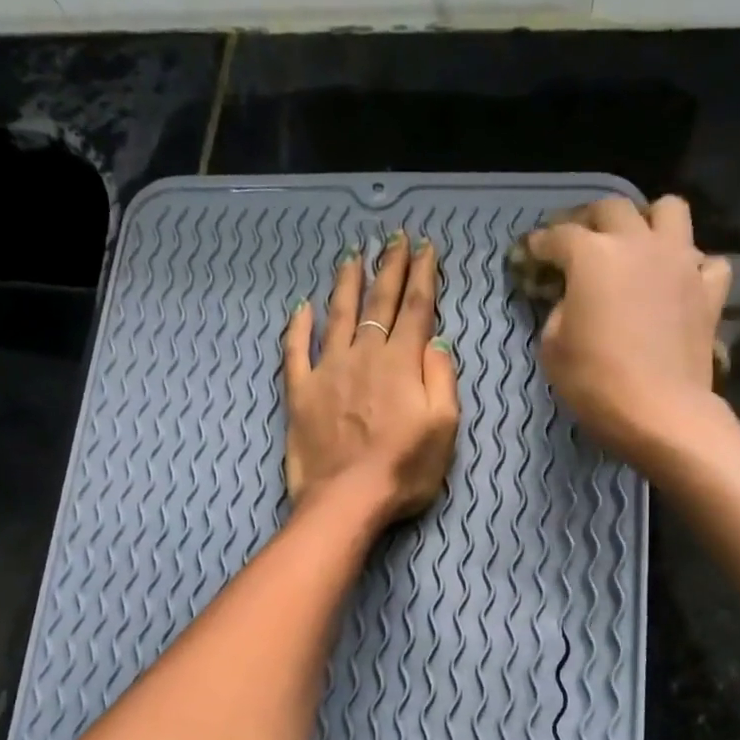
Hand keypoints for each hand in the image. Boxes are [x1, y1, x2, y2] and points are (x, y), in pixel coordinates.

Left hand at [283, 231, 458, 523]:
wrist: (346, 500)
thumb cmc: (403, 471)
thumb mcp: (444, 428)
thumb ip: (441, 377)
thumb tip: (435, 339)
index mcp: (401, 363)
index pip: (415, 308)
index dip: (423, 275)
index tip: (426, 247)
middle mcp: (363, 356)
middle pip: (379, 303)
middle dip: (389, 267)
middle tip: (394, 238)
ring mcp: (328, 371)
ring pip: (338, 316)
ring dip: (347, 284)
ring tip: (352, 257)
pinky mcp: (300, 393)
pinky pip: (296, 351)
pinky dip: (298, 327)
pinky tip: (300, 308)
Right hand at [523, 196, 733, 471]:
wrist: (661, 412)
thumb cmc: (595, 382)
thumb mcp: (553, 349)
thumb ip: (558, 312)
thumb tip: (570, 300)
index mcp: (593, 256)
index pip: (559, 236)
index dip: (540, 243)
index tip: (530, 253)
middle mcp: (639, 244)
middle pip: (613, 208)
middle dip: (590, 220)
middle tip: (578, 242)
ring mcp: (681, 262)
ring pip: (670, 210)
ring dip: (649, 220)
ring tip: (636, 244)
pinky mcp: (709, 289)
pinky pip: (705, 260)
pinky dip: (691, 266)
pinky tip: (678, 282)